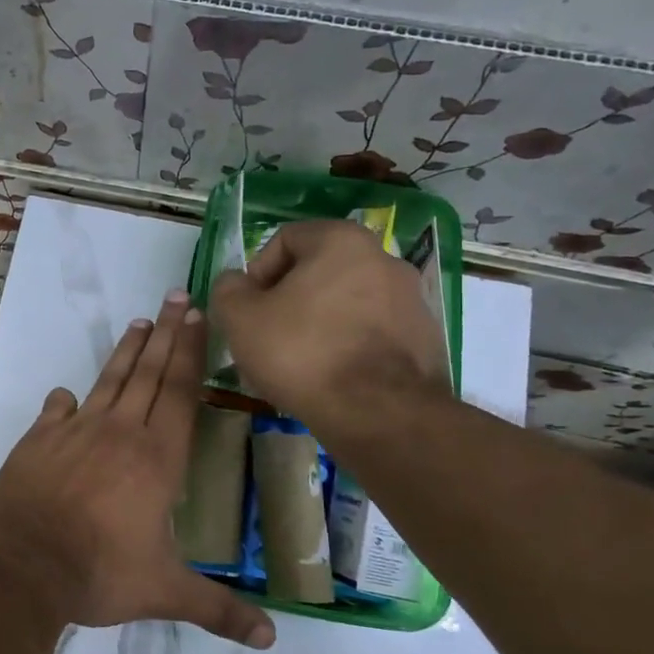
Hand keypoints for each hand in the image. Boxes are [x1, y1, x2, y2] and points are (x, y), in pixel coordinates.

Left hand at [0, 289, 275, 649]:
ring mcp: (75, 431)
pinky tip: (68, 394)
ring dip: (126, 352)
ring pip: (108, 381)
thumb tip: (270, 639)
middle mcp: (119, 432)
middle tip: (177, 296)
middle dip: (166, 333)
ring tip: (140, 322)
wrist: (23, 564)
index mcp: (157, 458)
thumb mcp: (164, 592)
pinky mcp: (39, 440)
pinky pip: (57, 411)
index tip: (198, 315)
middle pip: (149, 373)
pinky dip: (66, 401)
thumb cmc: (99, 573)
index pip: (181, 392)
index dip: (191, 351)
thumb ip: (217, 609)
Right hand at [210, 220, 450, 441]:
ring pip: (347, 302)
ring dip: (319, 322)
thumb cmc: (302, 353)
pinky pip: (373, 331)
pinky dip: (349, 345)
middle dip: (289, 300)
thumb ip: (228, 289)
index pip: (285, 239)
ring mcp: (411, 299)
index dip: (258, 272)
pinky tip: (332, 376)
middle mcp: (384, 258)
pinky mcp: (426, 337)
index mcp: (341, 241)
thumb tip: (235, 282)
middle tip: (268, 336)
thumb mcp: (240, 318)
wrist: (380, 414)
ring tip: (299, 362)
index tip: (249, 309)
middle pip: (319, 271)